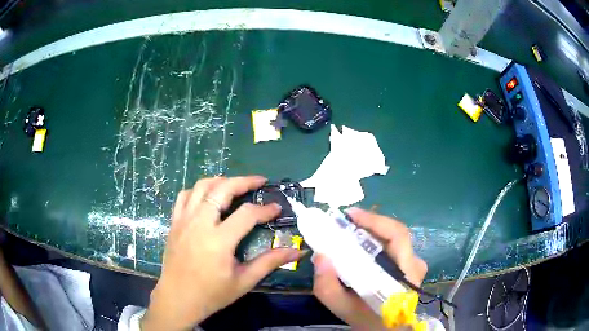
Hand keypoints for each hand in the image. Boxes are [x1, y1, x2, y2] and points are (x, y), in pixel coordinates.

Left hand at [141, 176, 303, 330]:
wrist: (178, 299)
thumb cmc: (212, 294)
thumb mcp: (244, 281)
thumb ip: (270, 262)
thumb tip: (297, 251)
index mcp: (219, 241)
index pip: (247, 214)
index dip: (265, 209)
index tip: (277, 208)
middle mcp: (200, 223)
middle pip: (222, 188)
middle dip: (244, 181)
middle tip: (259, 181)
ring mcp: (184, 220)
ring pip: (201, 186)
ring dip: (221, 181)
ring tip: (235, 185)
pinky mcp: (174, 222)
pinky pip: (185, 196)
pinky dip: (199, 190)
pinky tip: (208, 197)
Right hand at [312, 207, 427, 330]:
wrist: (385, 329)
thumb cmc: (367, 319)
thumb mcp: (342, 307)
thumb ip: (327, 286)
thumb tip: (320, 255)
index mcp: (405, 274)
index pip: (397, 236)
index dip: (375, 221)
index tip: (350, 215)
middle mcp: (414, 264)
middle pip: (395, 232)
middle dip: (369, 222)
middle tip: (344, 221)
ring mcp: (414, 263)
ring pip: (394, 237)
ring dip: (371, 230)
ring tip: (348, 229)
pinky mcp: (409, 264)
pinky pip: (393, 244)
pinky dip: (375, 239)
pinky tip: (359, 242)